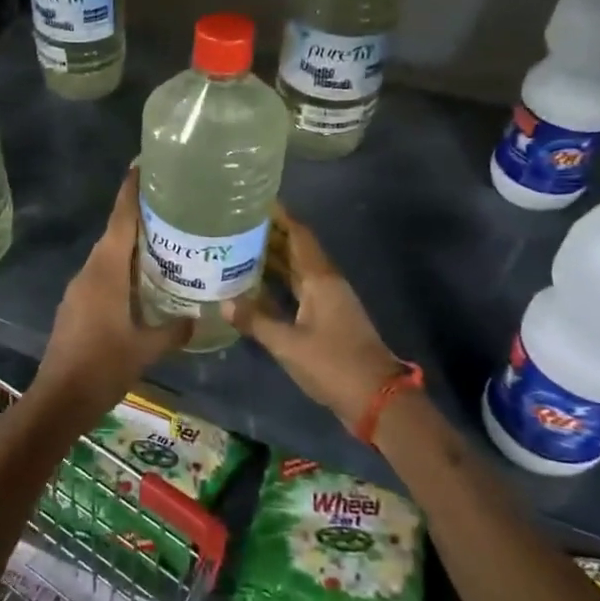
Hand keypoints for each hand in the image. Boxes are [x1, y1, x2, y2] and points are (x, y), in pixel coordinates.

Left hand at [34, 167, 189, 429]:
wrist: (59, 398)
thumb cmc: (103, 366)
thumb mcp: (146, 349)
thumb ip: (173, 330)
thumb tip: (198, 318)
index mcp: (106, 272)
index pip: (120, 220)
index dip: (131, 192)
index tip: (142, 166)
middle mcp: (90, 271)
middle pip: (114, 233)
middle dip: (137, 215)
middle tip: (169, 203)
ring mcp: (79, 288)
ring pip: (107, 255)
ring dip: (130, 243)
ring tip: (162, 239)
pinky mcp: (75, 304)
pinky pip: (101, 273)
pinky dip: (121, 267)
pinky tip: (140, 279)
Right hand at [225, 207, 406, 429]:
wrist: (376, 399)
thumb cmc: (333, 364)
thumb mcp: (288, 344)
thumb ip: (255, 321)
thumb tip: (223, 303)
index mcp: (320, 279)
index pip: (299, 236)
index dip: (280, 216)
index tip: (256, 201)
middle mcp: (326, 284)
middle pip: (296, 250)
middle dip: (270, 235)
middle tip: (236, 224)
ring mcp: (328, 302)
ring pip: (296, 271)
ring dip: (272, 259)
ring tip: (238, 248)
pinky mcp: (326, 320)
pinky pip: (298, 291)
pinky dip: (278, 284)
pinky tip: (255, 287)